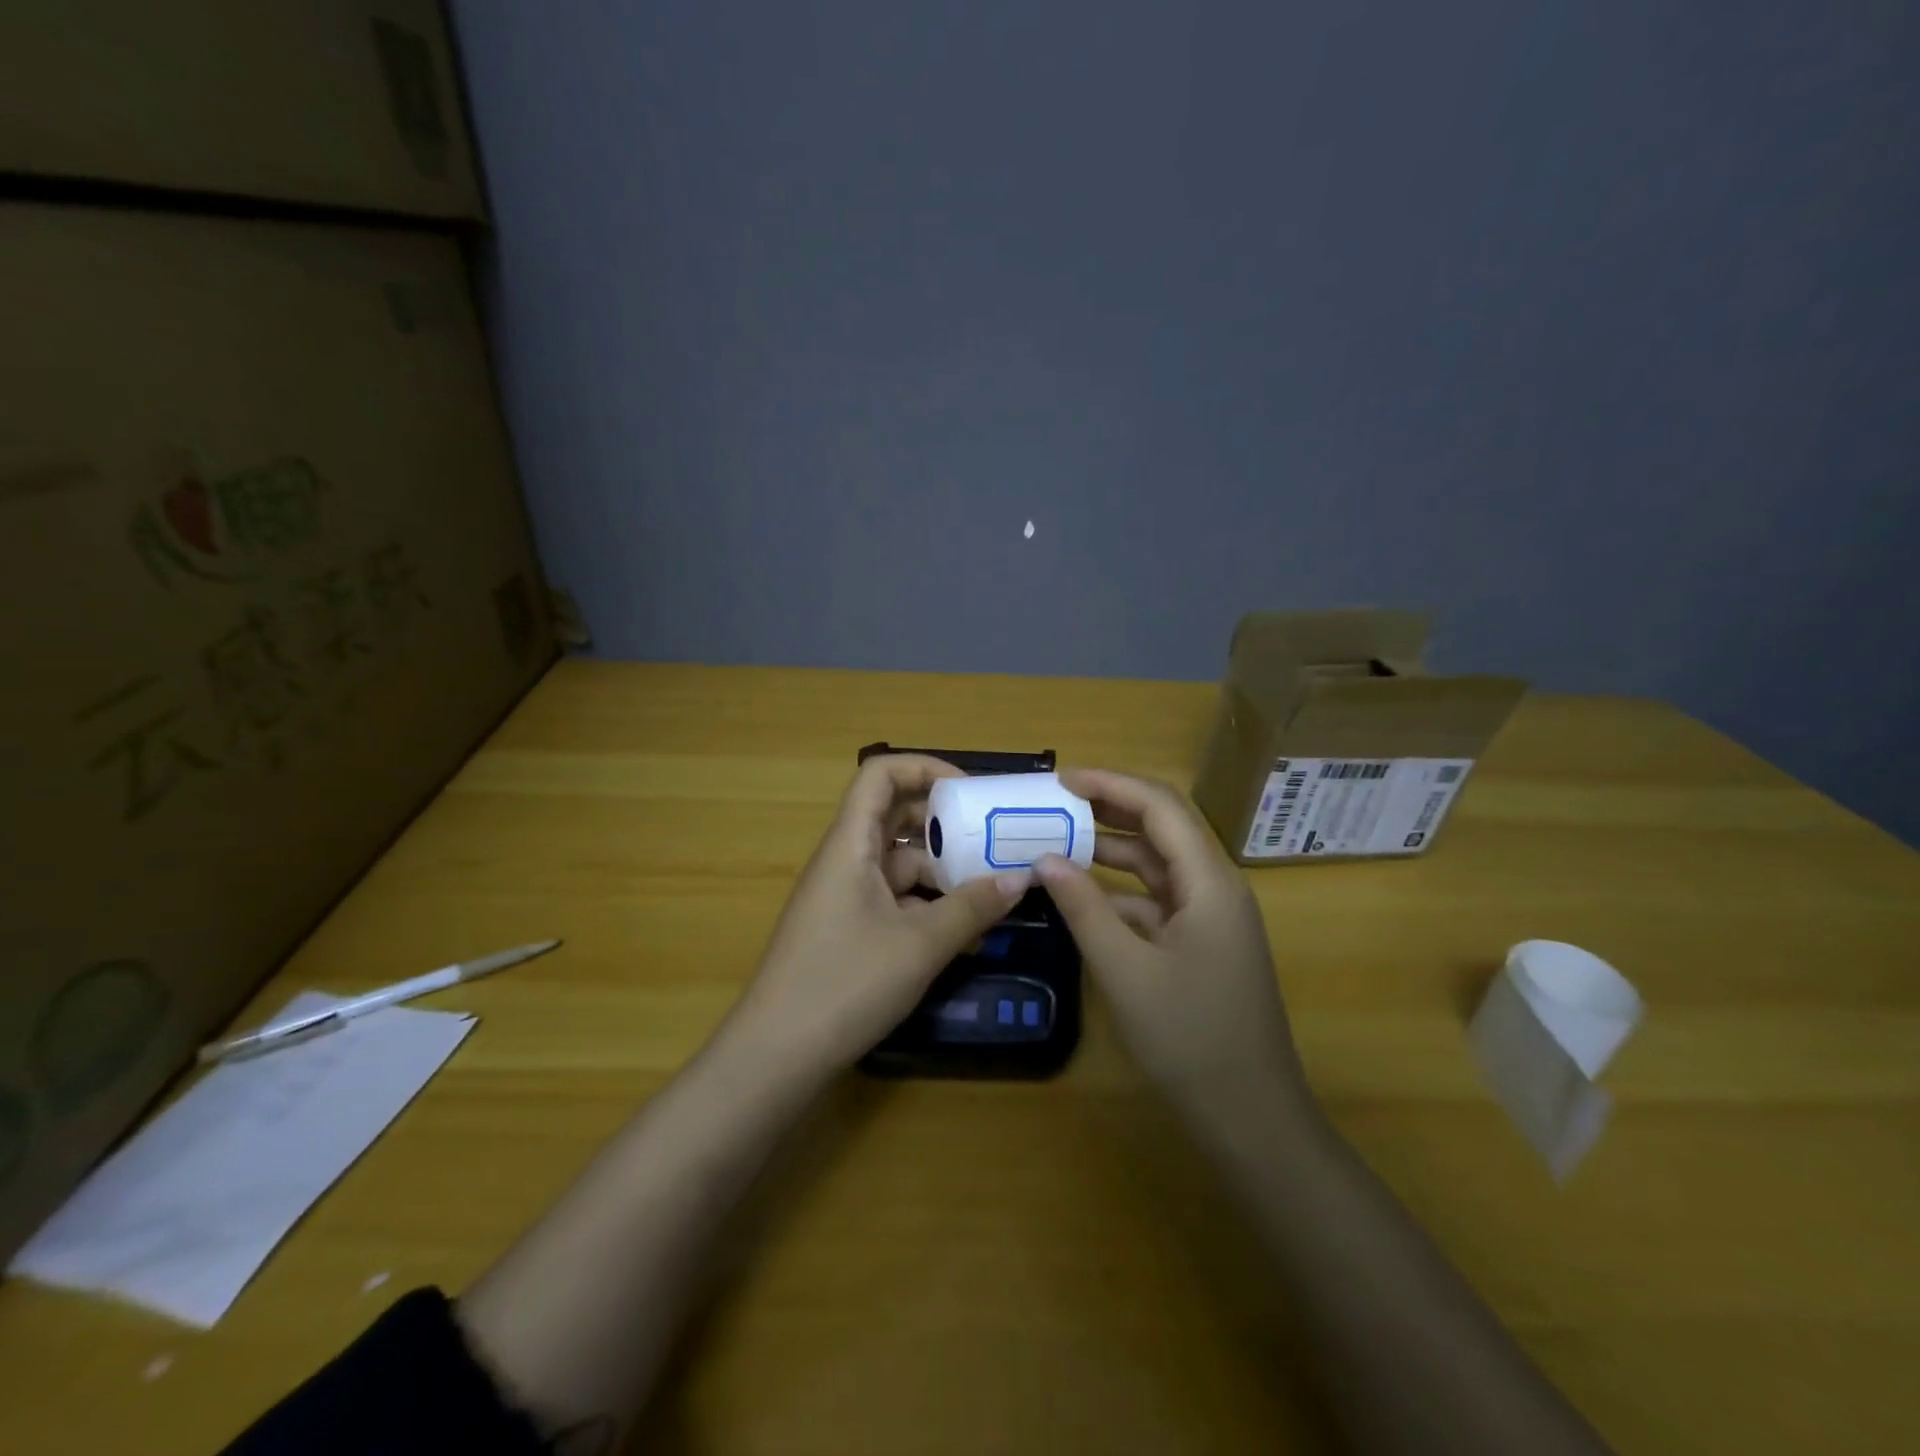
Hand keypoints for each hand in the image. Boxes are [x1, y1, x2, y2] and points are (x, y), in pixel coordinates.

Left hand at [728, 754, 1032, 1073]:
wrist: (776, 1057)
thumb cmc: (844, 983)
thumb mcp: (919, 944)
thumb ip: (972, 907)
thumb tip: (1020, 878)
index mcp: (851, 844)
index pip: (880, 773)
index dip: (926, 768)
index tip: (971, 794)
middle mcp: (846, 860)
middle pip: (896, 816)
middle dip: (946, 823)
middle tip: (995, 838)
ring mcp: (846, 896)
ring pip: (901, 863)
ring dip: (944, 871)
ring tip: (994, 890)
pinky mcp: (850, 929)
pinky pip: (896, 900)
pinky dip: (930, 906)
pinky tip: (968, 934)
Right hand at [1034, 769, 1311, 1125]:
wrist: (1251, 1120)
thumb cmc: (1191, 1040)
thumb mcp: (1125, 971)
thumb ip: (1084, 908)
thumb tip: (1043, 859)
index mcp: (1209, 883)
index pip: (1160, 807)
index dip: (1110, 784)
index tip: (1060, 781)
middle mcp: (1214, 888)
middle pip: (1160, 829)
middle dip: (1108, 809)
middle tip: (1051, 803)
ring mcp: (1209, 918)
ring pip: (1156, 865)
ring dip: (1110, 850)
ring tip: (1055, 840)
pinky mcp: (1199, 944)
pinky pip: (1155, 901)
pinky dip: (1118, 892)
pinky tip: (1080, 896)